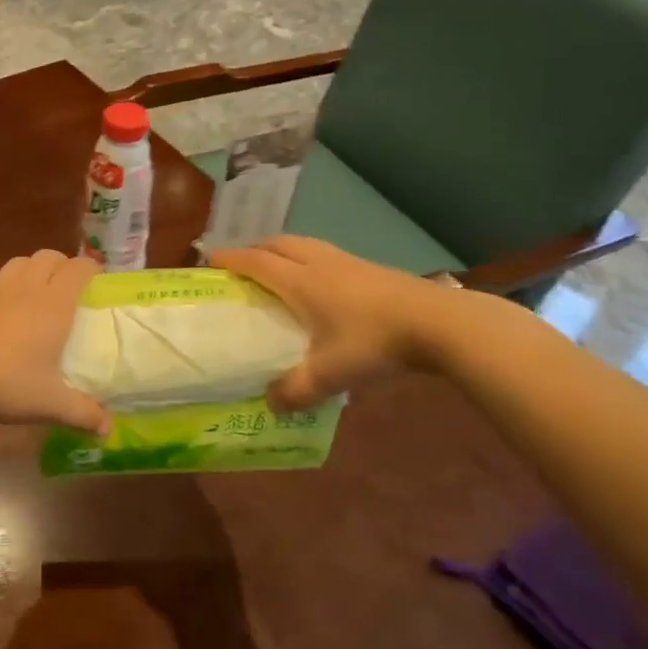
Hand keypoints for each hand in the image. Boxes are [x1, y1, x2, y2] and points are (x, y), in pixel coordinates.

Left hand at [0, 250, 108, 433]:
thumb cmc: (7, 384)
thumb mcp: (50, 404)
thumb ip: (83, 414)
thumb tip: (108, 430)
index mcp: (53, 304)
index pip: (78, 268)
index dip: (92, 269)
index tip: (98, 282)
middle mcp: (27, 288)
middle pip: (48, 256)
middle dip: (62, 264)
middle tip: (69, 287)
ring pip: (20, 262)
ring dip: (33, 269)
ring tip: (37, 293)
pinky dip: (7, 289)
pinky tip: (4, 314)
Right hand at [213, 236, 470, 408]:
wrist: (439, 323)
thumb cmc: (374, 342)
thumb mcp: (330, 374)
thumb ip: (295, 391)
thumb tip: (270, 404)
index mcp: (300, 281)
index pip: (255, 262)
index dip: (230, 259)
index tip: (208, 260)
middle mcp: (319, 263)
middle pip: (278, 244)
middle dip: (254, 249)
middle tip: (242, 266)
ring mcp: (348, 262)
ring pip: (305, 245)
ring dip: (284, 251)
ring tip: (278, 271)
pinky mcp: (371, 268)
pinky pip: (327, 255)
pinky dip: (310, 261)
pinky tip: (321, 286)